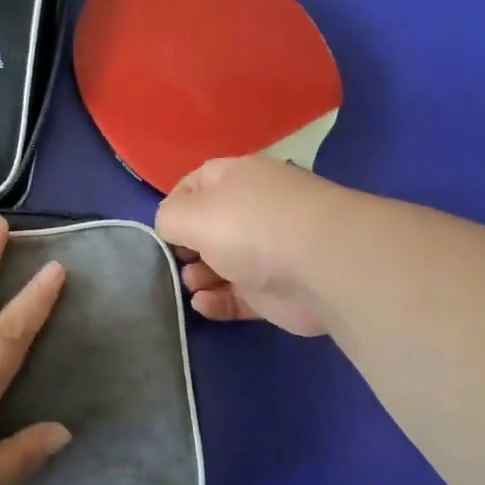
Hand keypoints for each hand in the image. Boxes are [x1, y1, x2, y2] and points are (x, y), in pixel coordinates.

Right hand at [155, 156, 348, 336]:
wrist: (323, 266)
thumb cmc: (250, 227)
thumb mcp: (191, 214)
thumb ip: (168, 218)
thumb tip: (170, 227)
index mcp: (238, 179)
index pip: (197, 182)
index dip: (175, 203)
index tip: (161, 228)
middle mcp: (255, 211)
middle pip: (210, 227)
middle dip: (187, 246)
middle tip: (176, 261)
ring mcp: (269, 252)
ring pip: (223, 264)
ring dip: (200, 276)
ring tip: (192, 283)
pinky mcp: (277, 292)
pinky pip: (238, 296)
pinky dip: (218, 301)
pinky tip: (203, 306)